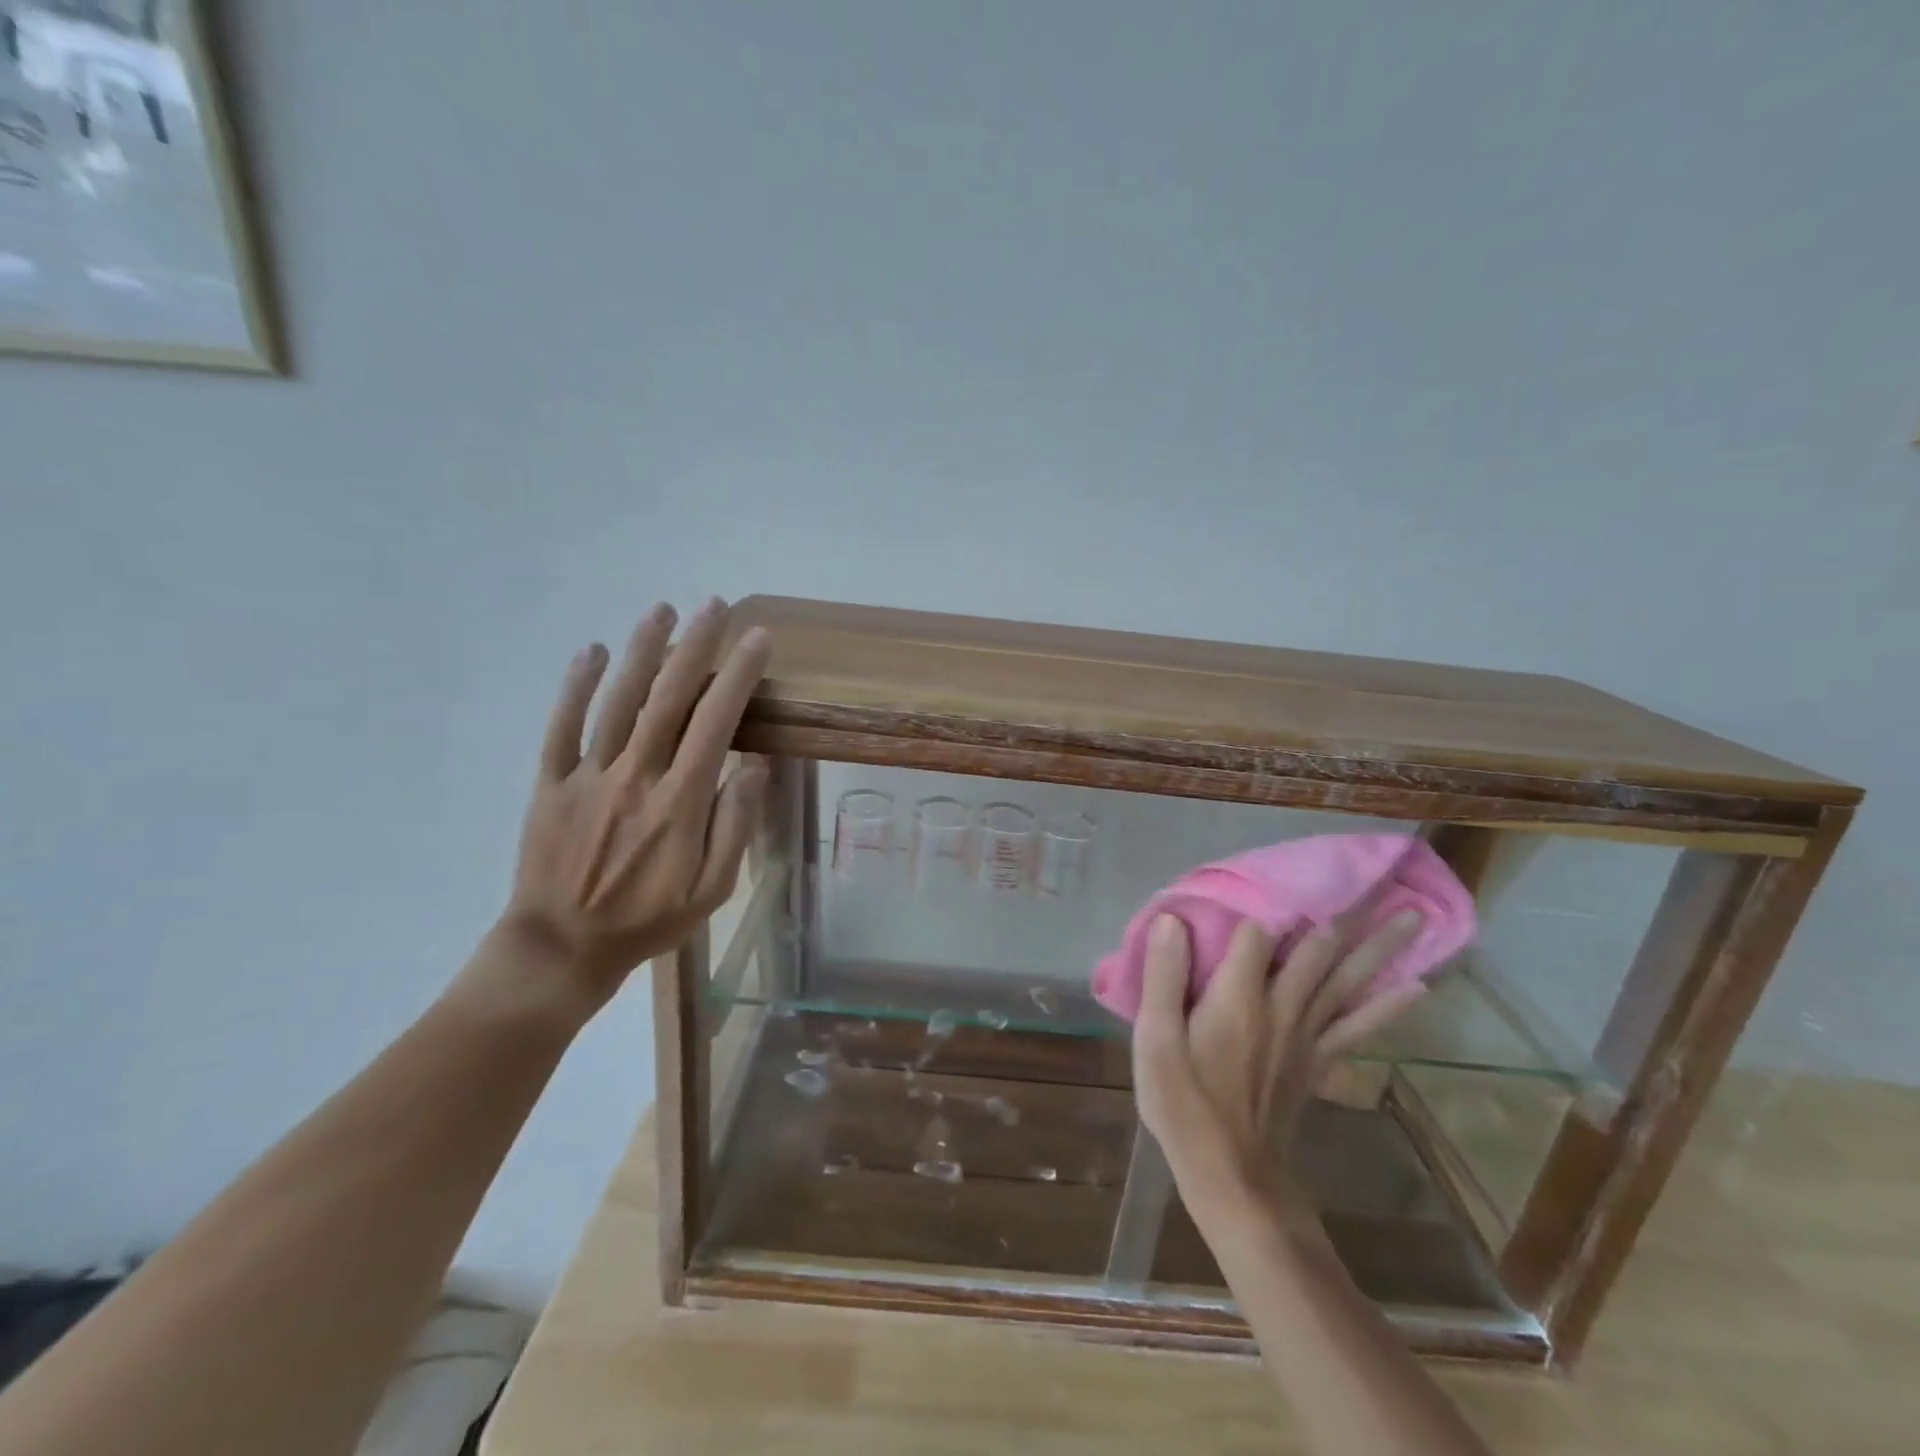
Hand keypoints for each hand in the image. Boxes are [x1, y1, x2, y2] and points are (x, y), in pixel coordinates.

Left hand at [484, 598, 770, 1014]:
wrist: (561, 949)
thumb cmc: (647, 921)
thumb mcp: (713, 890)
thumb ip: (735, 826)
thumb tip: (755, 768)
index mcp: (680, 802)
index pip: (716, 723)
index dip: (738, 676)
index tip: (757, 640)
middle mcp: (636, 776)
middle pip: (668, 698)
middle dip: (695, 647)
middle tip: (714, 606)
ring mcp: (588, 776)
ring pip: (618, 701)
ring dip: (642, 651)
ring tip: (662, 610)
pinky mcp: (550, 784)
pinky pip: (562, 727)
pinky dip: (576, 686)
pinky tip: (594, 652)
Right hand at [1131, 910, 1425, 1226]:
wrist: (1233, 1177)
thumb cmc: (1185, 1106)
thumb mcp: (1155, 1042)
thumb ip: (1164, 977)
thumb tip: (1173, 919)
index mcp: (1238, 997)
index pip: (1253, 934)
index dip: (1250, 907)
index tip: (1252, 883)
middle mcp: (1282, 1007)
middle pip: (1317, 949)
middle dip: (1343, 913)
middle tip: (1381, 878)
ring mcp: (1307, 1035)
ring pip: (1348, 980)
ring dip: (1380, 948)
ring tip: (1414, 917)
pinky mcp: (1318, 1061)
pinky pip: (1359, 1026)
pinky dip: (1387, 1005)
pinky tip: (1416, 987)